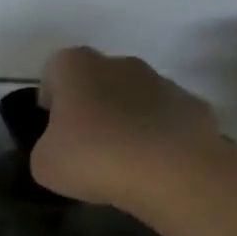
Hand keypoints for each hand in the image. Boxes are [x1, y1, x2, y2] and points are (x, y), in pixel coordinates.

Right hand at [31, 47, 220, 210]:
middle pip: (97, 79)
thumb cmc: (94, 159)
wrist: (171, 172)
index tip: (51, 125)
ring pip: (133, 97)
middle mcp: (120, 63)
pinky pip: (164, 119)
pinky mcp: (192, 106)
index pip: (55, 67)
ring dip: (124, 120)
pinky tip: (151, 165)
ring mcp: (162, 82)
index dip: (50, 95)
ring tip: (120, 160)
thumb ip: (45, 147)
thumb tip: (60, 147)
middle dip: (89, 106)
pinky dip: (155, 136)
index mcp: (77, 68)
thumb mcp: (44, 164)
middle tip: (84, 145)